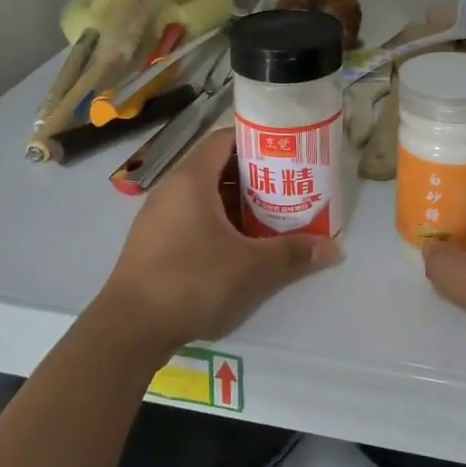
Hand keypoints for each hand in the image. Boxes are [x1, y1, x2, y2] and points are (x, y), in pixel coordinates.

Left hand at [95, 127, 341, 358]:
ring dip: (237, 203)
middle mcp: (172, 188)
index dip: (257, 140)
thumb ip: (293, 254)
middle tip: (288, 186)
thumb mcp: (251, 267)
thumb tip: (335, 248)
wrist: (130, 327)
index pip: (225, 139)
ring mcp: (159, 216)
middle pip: (217, 167)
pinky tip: (240, 246)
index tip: (287, 151)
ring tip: (272, 216)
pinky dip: (218, 223)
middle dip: (254, 176)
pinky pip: (192, 218)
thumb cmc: (192, 280)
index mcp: (191, 178)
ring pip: (205, 196)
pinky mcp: (154, 242)